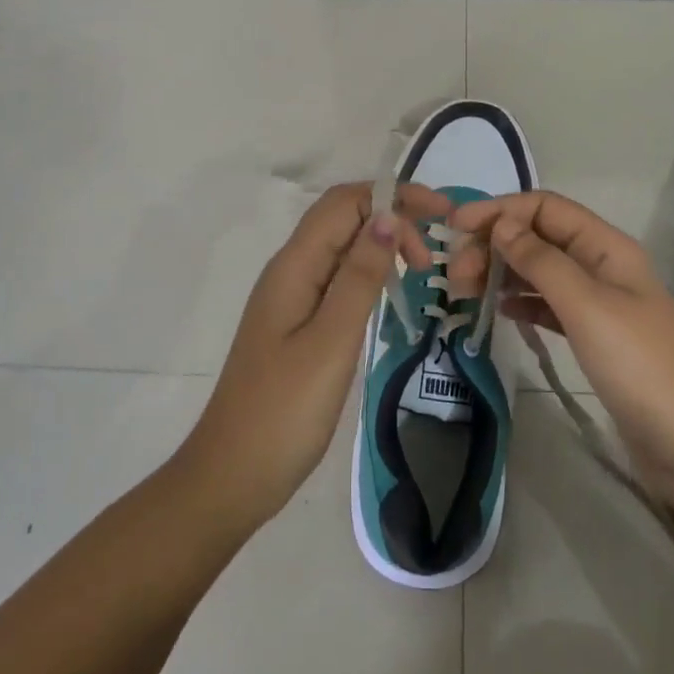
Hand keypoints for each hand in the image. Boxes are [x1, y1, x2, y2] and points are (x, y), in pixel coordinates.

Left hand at [177, 181, 449, 532]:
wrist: (232, 476)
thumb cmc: (283, 411)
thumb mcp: (330, 341)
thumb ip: (359, 276)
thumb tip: (388, 216)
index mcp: (294, 265)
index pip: (345, 202)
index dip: (393, 196)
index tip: (441, 215)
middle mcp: (291, 270)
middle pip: (344, 217)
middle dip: (393, 218)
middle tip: (433, 259)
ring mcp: (291, 296)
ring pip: (342, 247)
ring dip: (383, 244)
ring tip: (421, 271)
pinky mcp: (297, 323)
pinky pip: (337, 277)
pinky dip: (369, 272)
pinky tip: (389, 295)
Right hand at [449, 191, 673, 507]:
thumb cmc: (641, 367)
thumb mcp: (587, 307)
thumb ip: (541, 261)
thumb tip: (501, 224)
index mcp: (606, 246)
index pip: (545, 207)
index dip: (500, 210)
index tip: (456, 227)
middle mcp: (601, 265)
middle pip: (538, 236)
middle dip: (494, 244)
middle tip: (455, 275)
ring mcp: (598, 302)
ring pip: (540, 270)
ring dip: (502, 271)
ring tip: (464, 290)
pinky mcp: (593, 337)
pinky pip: (547, 304)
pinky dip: (520, 301)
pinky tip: (496, 309)